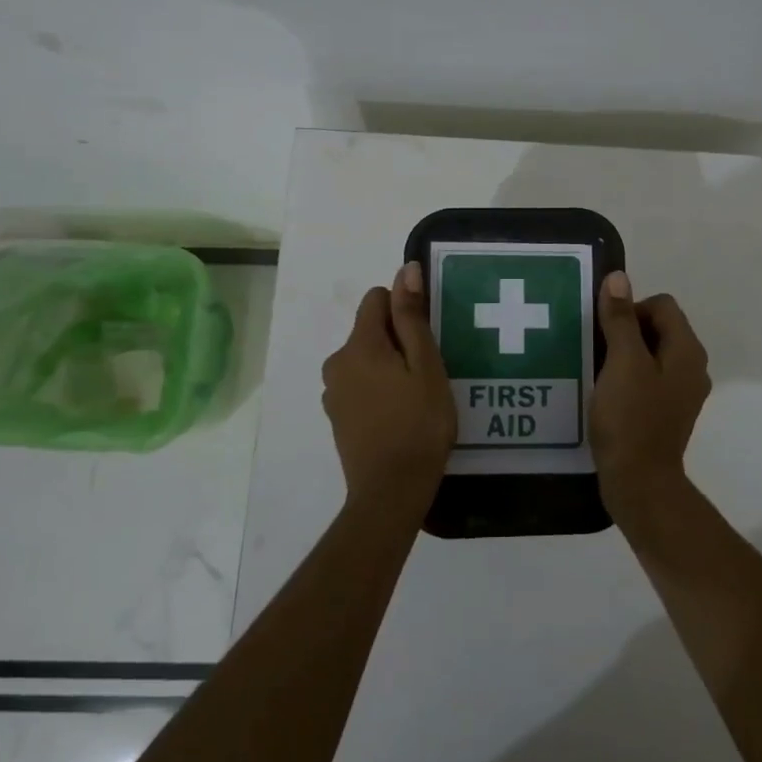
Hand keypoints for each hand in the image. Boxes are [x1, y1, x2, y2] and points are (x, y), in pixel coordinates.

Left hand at [322, 261, 457, 513]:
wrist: (391, 492)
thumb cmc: (419, 424)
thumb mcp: (426, 366)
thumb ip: (412, 317)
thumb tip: (405, 270)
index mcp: (359, 345)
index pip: (376, 298)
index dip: (404, 308)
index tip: (426, 338)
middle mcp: (337, 362)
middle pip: (370, 330)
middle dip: (399, 340)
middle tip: (429, 372)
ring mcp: (333, 392)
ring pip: (365, 359)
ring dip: (389, 366)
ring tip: (417, 396)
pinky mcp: (337, 416)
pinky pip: (359, 384)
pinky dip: (378, 389)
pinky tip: (400, 415)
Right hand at [589, 271, 711, 517]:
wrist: (639, 483)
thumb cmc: (631, 418)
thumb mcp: (622, 362)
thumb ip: (620, 319)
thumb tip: (619, 277)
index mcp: (687, 350)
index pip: (662, 305)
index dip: (631, 308)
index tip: (606, 332)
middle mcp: (692, 366)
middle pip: (659, 327)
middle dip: (626, 329)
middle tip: (598, 349)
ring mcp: (682, 391)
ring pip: (652, 353)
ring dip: (625, 353)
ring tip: (597, 368)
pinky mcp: (667, 411)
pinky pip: (648, 378)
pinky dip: (628, 376)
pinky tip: (606, 391)